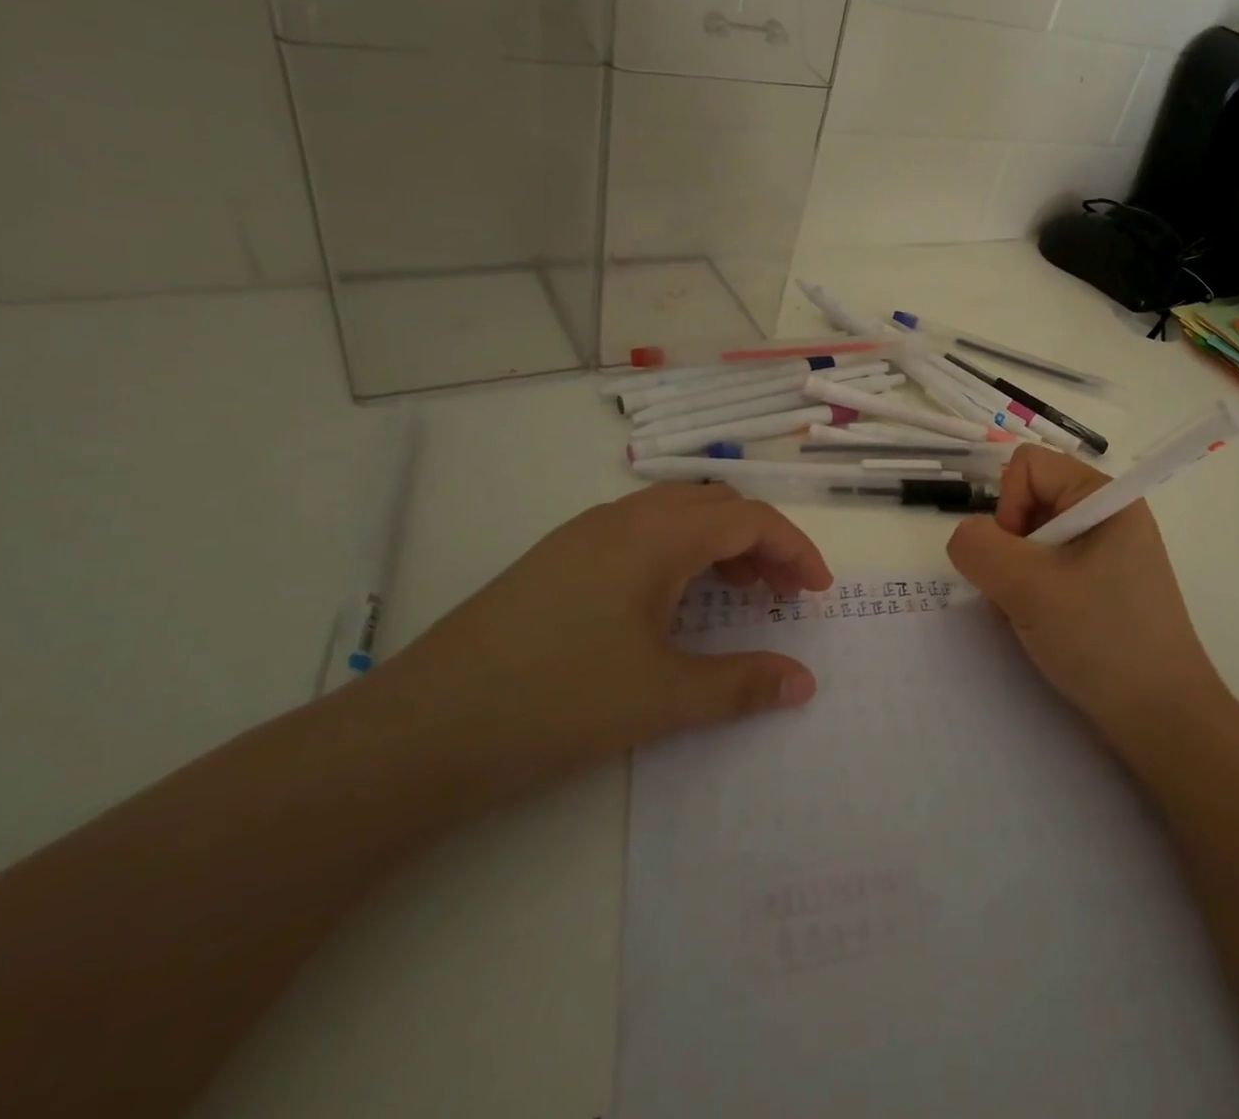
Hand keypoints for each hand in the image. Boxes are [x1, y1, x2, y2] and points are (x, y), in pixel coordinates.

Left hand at [381, 483, 833, 793]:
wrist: (420, 731)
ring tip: (738, 596)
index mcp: (655, 536)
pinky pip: (641, 535)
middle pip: (715, 506)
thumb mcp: (662, 698)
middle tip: (782, 594)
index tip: (818, 592)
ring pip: (676, 516)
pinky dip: (680, 556)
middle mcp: (622, 519)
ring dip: (719, 546)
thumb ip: (743, 685)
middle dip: (761, 542)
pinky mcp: (558, 560)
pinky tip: (672, 605)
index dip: (794, 549)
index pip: (748, 518)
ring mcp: (584, 536)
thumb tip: (805, 684)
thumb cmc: (556, 701)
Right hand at [947, 446, 1230, 750]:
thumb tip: (965, 538)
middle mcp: (1108, 517)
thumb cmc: (1101, 639)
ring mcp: (1108, 556)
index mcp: (1104, 498)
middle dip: (1010, 548)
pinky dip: (1032, 596)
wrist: (1163, 721)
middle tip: (1021, 594)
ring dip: (1016, 578)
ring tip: (1031, 618)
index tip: (1017, 557)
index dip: (1008, 504)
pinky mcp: (1103, 590)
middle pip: (1028, 502)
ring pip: (1032, 542)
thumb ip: (978, 547)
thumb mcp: (1028, 587)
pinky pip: (1049, 572)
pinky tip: (1042, 630)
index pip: (1028, 465)